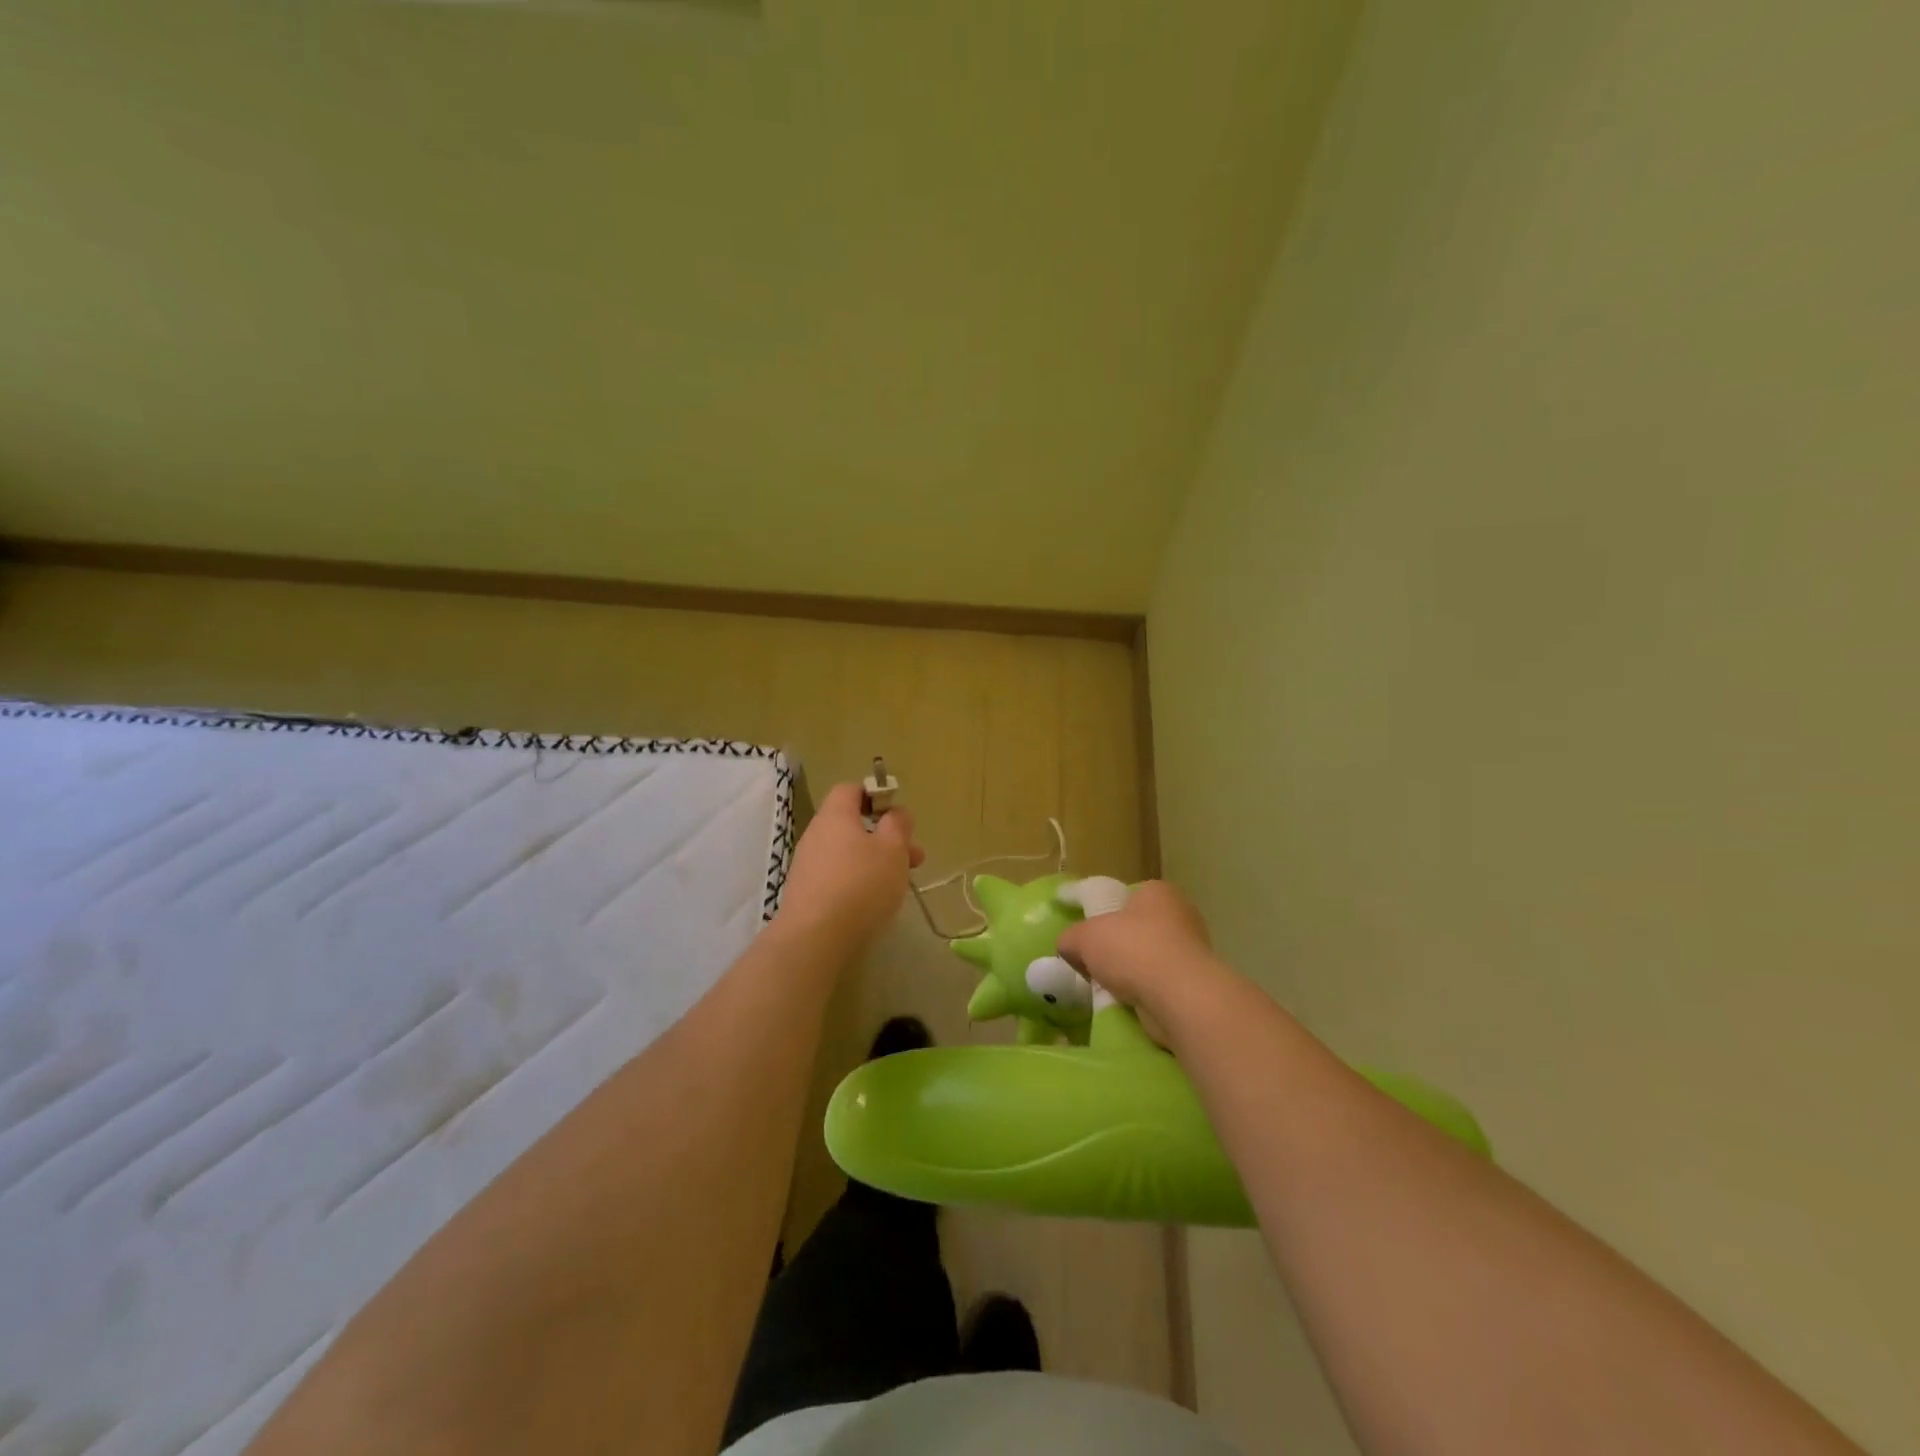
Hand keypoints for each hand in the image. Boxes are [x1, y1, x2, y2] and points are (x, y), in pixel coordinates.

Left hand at [776, 782, 924, 950]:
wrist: (814, 940)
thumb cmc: (861, 885)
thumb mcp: (893, 850)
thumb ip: (898, 825)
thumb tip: (895, 812)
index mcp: (835, 815)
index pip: (851, 789)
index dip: (876, 796)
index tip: (898, 817)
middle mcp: (816, 834)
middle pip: (852, 824)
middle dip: (885, 837)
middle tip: (914, 858)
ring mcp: (807, 865)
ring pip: (848, 853)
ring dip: (875, 862)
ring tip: (900, 885)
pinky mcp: (805, 893)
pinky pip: (837, 876)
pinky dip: (857, 882)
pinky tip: (873, 904)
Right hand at [1055, 879, 1230, 1024]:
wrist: (1180, 997)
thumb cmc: (1133, 950)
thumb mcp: (1084, 936)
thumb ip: (1070, 938)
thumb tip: (1068, 948)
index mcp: (1158, 892)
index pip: (1128, 897)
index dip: (1106, 914)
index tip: (1090, 935)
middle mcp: (1181, 915)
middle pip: (1139, 929)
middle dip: (1118, 948)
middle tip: (1095, 964)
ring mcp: (1193, 951)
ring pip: (1150, 960)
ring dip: (1131, 974)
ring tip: (1108, 989)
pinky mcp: (1196, 985)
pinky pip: (1161, 986)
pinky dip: (1145, 994)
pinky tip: (1128, 1005)